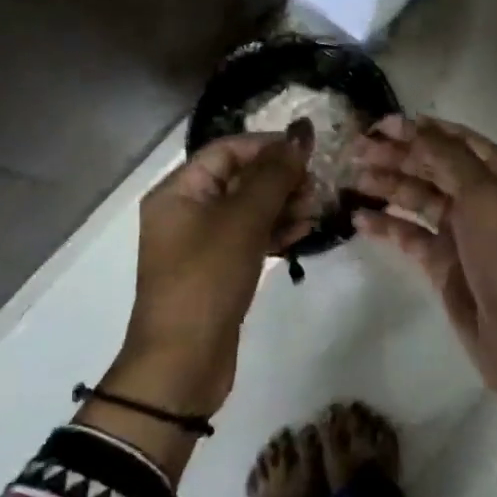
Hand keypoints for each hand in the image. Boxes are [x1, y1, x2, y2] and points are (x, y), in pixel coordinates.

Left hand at [111, 128, 313, 420]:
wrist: (183, 363)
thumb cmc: (207, 279)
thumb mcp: (242, 221)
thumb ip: (273, 175)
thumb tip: (300, 133)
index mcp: (178, 191)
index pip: (227, 150)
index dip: (268, 145)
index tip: (309, 150)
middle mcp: (186, 211)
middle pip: (239, 178)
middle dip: (280, 178)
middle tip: (317, 185)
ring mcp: (202, 243)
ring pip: (249, 209)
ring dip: (283, 205)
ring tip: (317, 210)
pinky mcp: (218, 270)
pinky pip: (250, 238)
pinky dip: (276, 232)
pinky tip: (305, 232)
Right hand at [352, 115, 496, 469]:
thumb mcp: (484, 195)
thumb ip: (447, 156)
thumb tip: (416, 125)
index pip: (460, 142)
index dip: (423, 130)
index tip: (383, 124)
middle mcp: (485, 200)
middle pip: (436, 167)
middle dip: (398, 156)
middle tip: (356, 149)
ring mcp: (463, 233)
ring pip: (420, 199)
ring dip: (388, 186)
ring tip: (351, 177)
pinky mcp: (443, 263)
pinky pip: (410, 235)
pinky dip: (387, 225)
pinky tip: (359, 217)